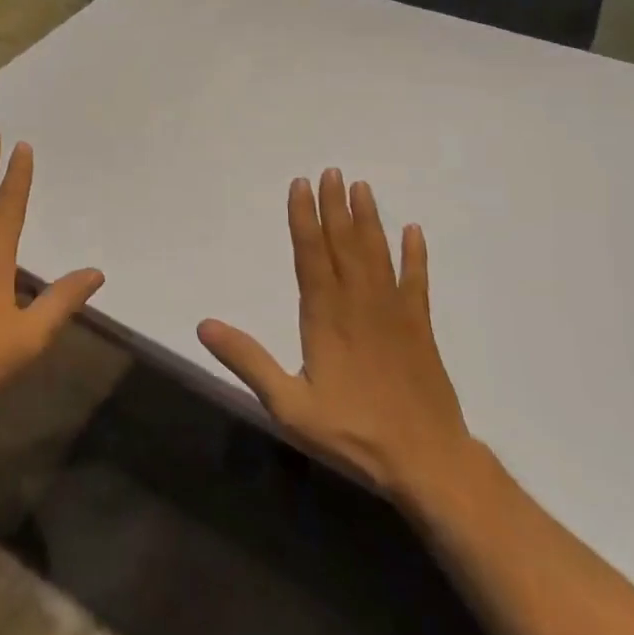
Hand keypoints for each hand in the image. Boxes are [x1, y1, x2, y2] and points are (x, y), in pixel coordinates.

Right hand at [197, 170, 472, 500]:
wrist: (429, 463)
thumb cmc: (353, 434)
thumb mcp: (289, 405)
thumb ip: (249, 361)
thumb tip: (205, 325)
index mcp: (325, 316)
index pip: (310, 255)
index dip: (304, 218)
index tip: (300, 185)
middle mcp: (359, 303)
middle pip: (344, 244)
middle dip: (335, 206)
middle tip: (331, 171)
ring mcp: (394, 313)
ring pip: (377, 254)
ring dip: (368, 220)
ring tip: (362, 187)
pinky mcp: (420, 328)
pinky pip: (417, 282)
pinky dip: (415, 256)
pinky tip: (414, 232)